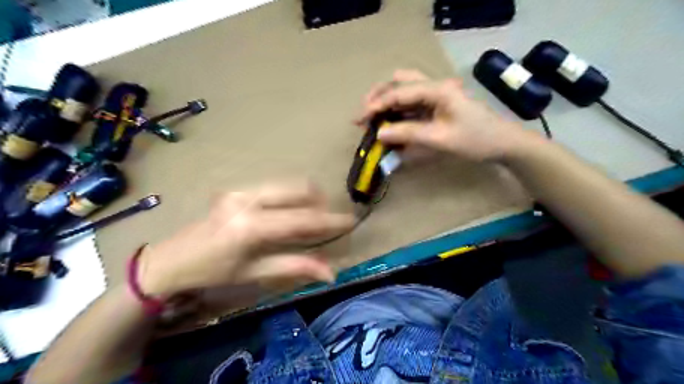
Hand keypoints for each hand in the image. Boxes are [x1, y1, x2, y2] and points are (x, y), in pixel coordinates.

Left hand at [137, 181, 354, 298]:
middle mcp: (247, 199)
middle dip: (320, 203)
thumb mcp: (255, 272)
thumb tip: (330, 273)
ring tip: (310, 219)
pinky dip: (290, 198)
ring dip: (306, 199)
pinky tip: (288, 215)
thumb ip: (295, 267)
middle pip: (299, 189)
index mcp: (250, 226)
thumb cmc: (213, 272)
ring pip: (288, 185)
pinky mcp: (237, 188)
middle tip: (328, 221)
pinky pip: (275, 188)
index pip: (302, 220)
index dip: (330, 221)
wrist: (171, 260)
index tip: (351, 220)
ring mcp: (241, 189)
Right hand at [359, 69, 540, 161]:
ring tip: (372, 117)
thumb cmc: (475, 140)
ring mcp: (437, 95)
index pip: (399, 92)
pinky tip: (390, 123)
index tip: (360, 119)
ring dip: (387, 102)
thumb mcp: (440, 138)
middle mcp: (435, 86)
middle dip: (379, 95)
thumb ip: (408, 134)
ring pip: (405, 90)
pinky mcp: (438, 105)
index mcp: (437, 89)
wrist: (503, 144)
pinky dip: (398, 112)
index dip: (377, 104)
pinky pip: (412, 104)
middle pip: (400, 81)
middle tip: (364, 113)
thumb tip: (379, 134)